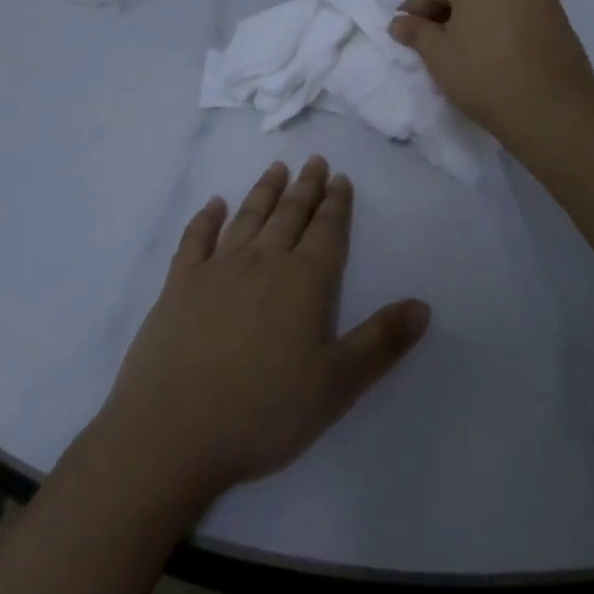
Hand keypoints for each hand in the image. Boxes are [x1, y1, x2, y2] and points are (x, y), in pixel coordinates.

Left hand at [95, 157, 430, 504]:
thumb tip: (422, 305)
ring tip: (277, 168)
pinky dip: (206, 218)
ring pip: (248, 217)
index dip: (336, 204)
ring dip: (264, 190)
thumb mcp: (336, 386)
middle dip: (306, 187)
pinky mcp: (179, 284)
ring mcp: (217, 268)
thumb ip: (381, 343)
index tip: (340, 178)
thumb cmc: (261, 412)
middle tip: (315, 161)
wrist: (171, 432)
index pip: (326, 231)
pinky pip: (196, 239)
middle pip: (289, 214)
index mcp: (303, 282)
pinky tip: (214, 205)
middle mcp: (262, 261)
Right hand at [387, 0, 593, 150]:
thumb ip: (415, 32)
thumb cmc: (484, 75)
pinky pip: (516, 7)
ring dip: (474, 13)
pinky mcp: (557, 10)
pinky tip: (493, 47)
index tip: (402, 32)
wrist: (553, 109)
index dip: (414, 10)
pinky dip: (500, 20)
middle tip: (431, 39)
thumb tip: (398, 22)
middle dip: (446, 9)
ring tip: (463, 45)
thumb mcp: (439, 56)